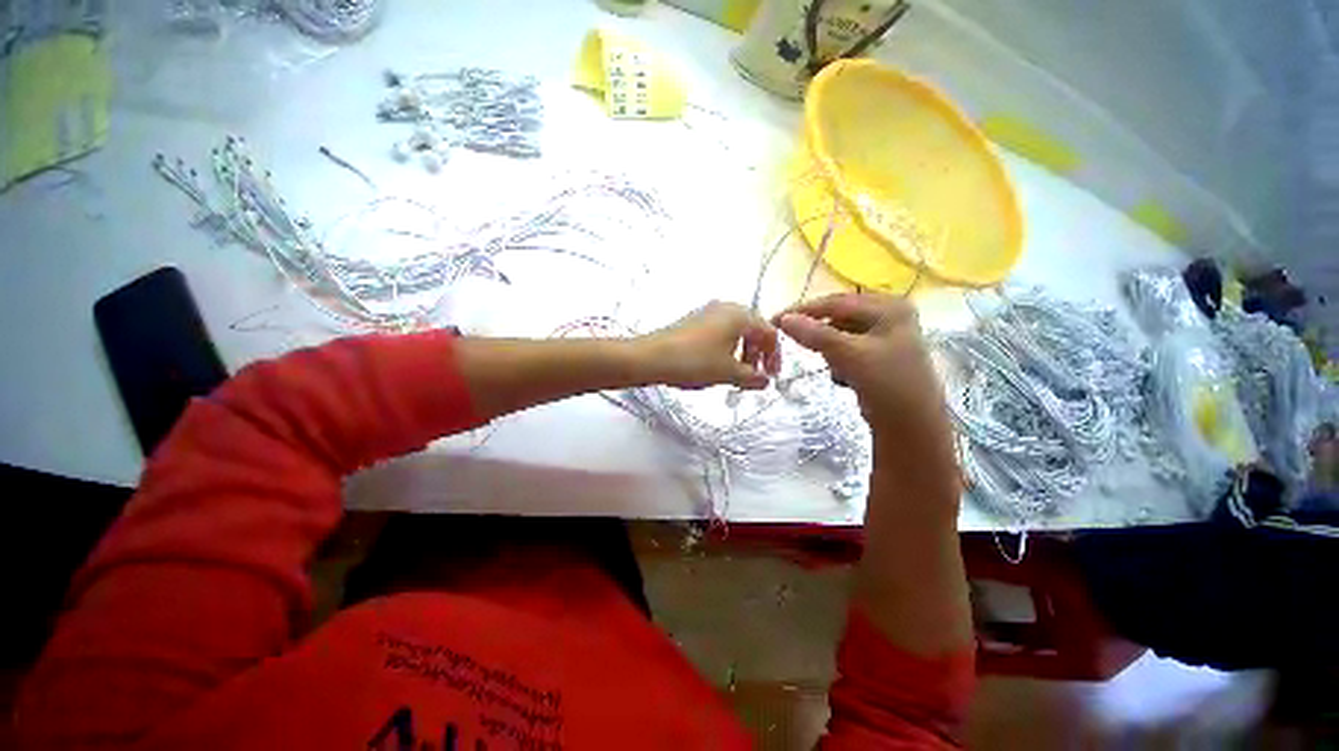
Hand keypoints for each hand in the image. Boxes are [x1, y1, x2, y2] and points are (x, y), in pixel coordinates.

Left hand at [635, 301, 780, 389]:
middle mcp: (726, 307)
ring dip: (741, 353)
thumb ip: (752, 378)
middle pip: (752, 330)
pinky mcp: (694, 321)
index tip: (770, 376)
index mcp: (740, 315)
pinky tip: (716, 366)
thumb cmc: (695, 362)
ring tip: (735, 374)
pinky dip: (725, 349)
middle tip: (754, 376)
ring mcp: (707, 312)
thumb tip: (765, 381)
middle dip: (757, 355)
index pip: (769, 332)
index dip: (774, 356)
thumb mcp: (729, 373)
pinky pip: (719, 333)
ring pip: (735, 332)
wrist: (651, 357)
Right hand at [774, 293, 952, 459]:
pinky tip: (839, 373)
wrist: (912, 427)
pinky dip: (837, 358)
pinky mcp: (879, 356)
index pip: (837, 302)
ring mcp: (886, 336)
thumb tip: (784, 318)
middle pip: (839, 316)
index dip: (804, 309)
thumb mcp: (849, 354)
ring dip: (827, 346)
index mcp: (889, 307)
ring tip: (819, 360)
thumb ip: (816, 334)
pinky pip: (848, 349)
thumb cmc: (886, 384)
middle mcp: (889, 315)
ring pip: (841, 333)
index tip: (775, 319)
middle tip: (787, 335)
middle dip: (816, 329)